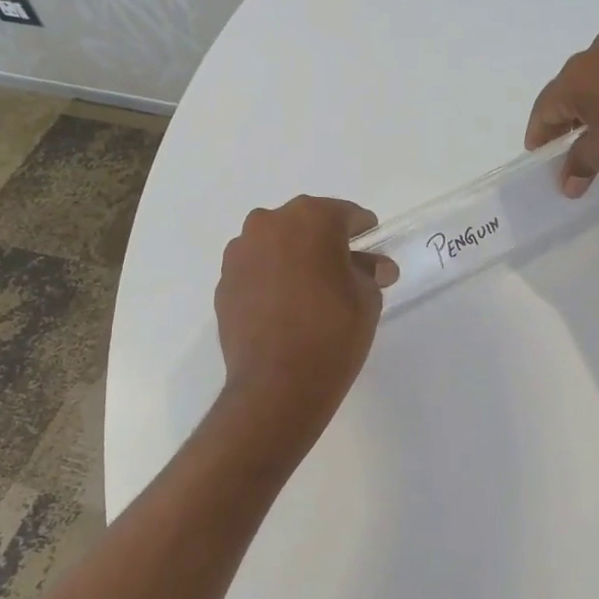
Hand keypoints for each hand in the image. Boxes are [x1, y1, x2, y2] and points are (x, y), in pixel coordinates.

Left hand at [214, 197, 397, 425]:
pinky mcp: (224, 282)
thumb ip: (369, 273)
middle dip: (326, 242)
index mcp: (312, 218)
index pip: (347, 215)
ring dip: (294, 258)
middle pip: (307, 224)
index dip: (363, 231)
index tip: (372, 248)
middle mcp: (270, 224)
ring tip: (311, 290)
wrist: (278, 383)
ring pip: (276, 244)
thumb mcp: (368, 299)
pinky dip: (272, 279)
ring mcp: (241, 252)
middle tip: (344, 270)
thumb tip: (375, 267)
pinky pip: (256, 270)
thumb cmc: (334, 331)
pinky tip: (286, 307)